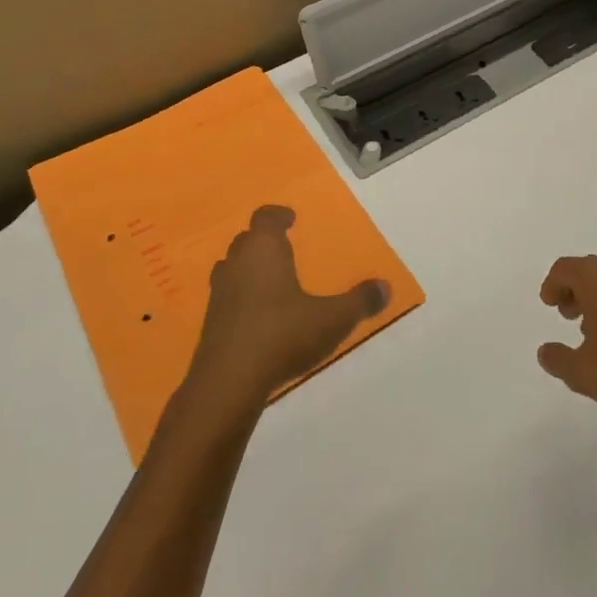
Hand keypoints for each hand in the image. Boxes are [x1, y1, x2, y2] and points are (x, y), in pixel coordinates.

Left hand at [188, 206, 388, 409]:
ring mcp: (220, 293)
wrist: (228, 382)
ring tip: (272, 280)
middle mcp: (237, 263)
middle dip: (265, 241)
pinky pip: (228, 297)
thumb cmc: (282, 335)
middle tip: (284, 248)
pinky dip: (241, 297)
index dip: (278, 215)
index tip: (290, 218)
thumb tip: (385, 286)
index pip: (265, 218)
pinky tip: (259, 316)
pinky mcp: (211, 322)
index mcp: (264, 250)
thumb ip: (359, 302)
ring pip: (233, 267)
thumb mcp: (332, 319)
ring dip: (249, 269)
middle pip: (247, 240)